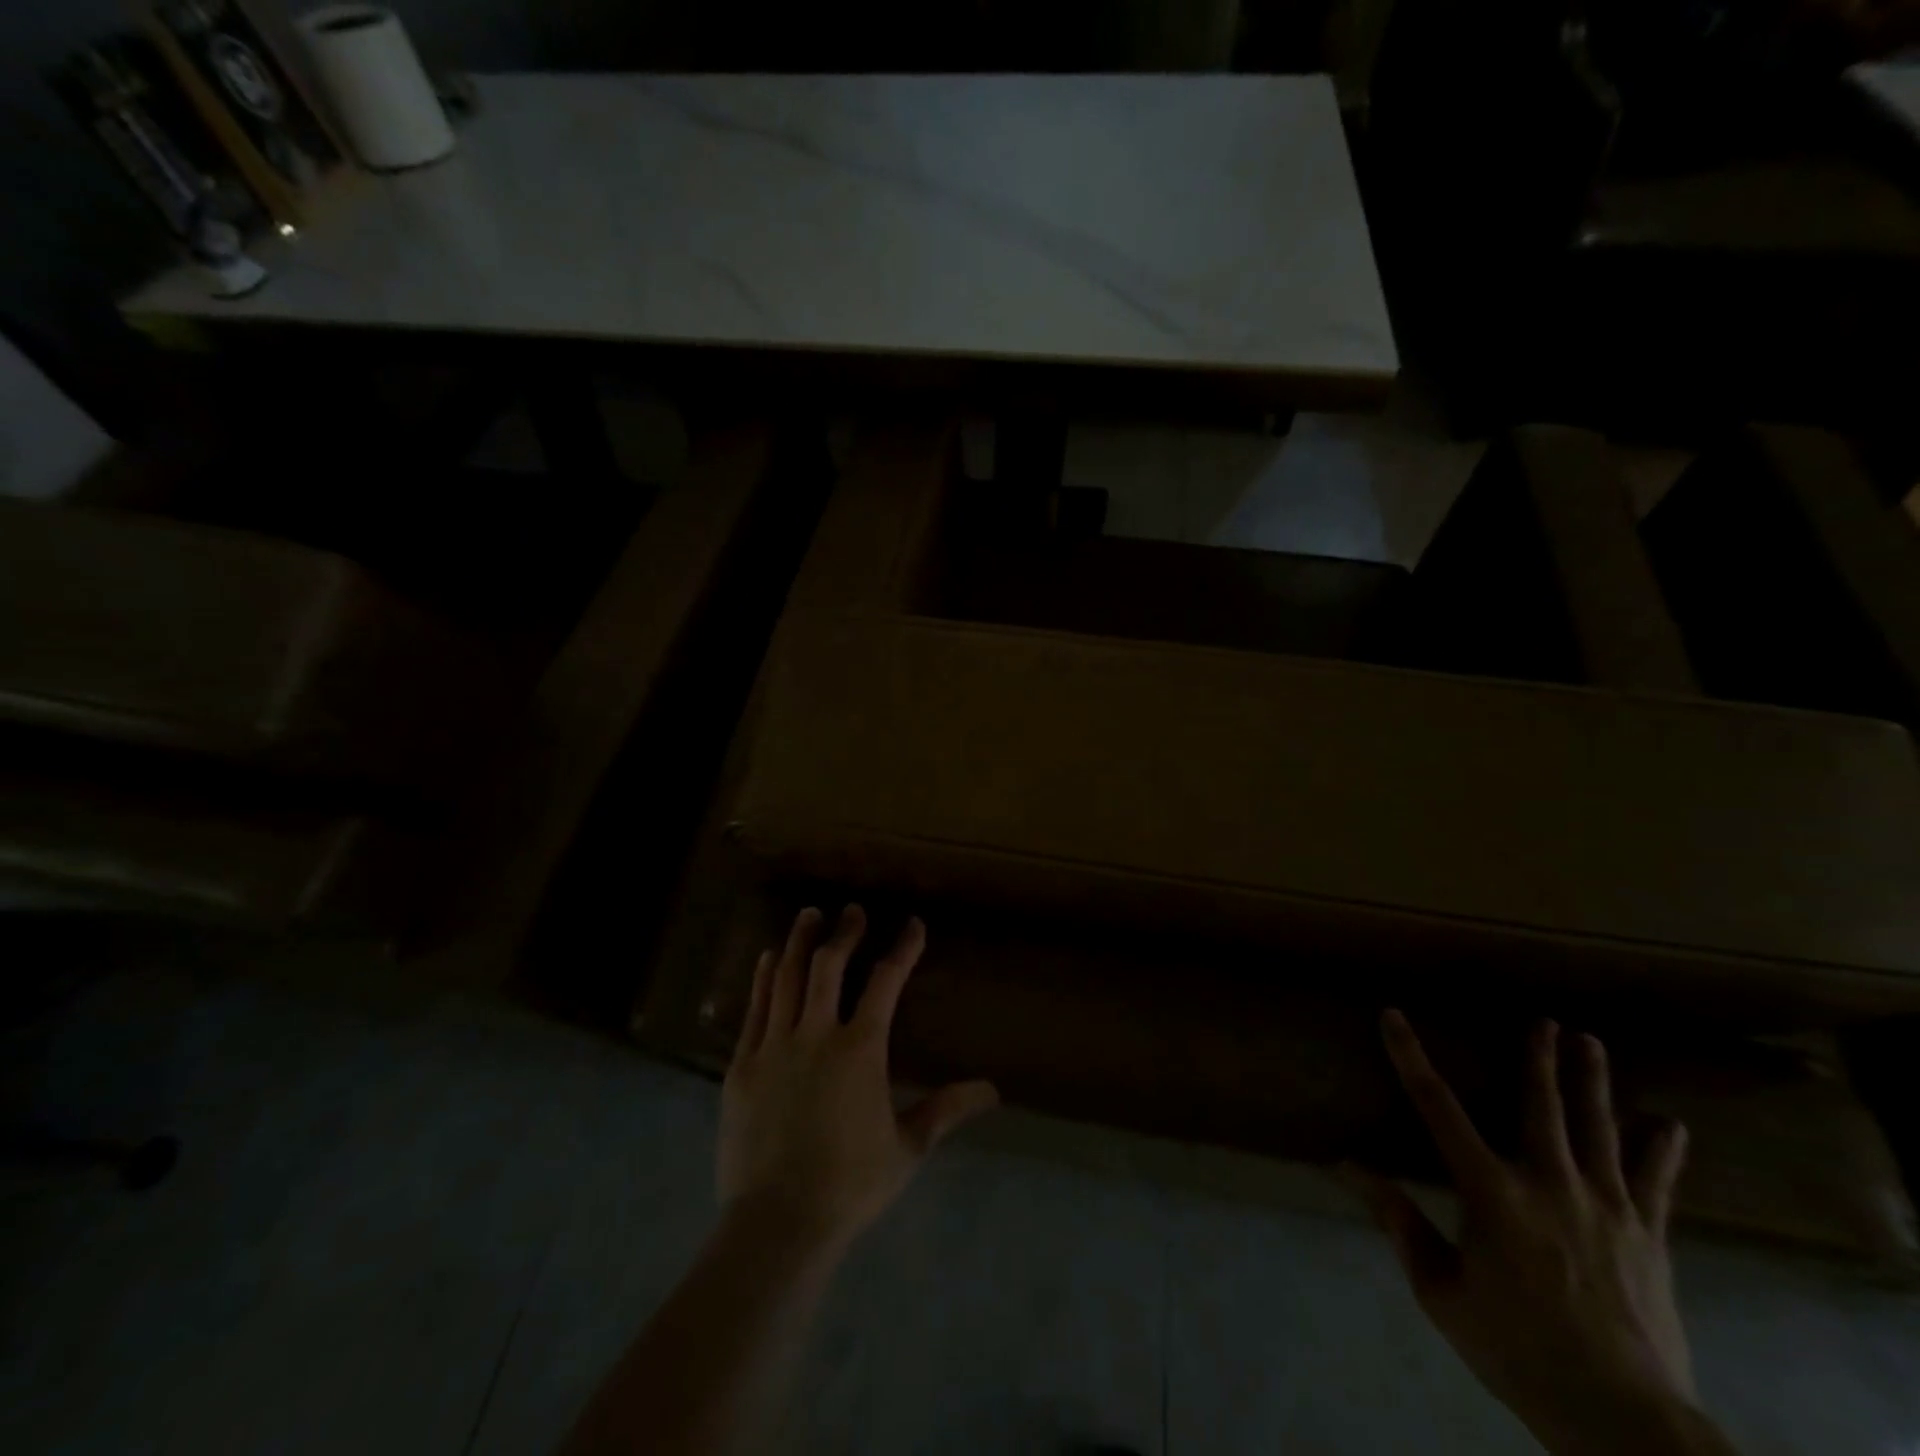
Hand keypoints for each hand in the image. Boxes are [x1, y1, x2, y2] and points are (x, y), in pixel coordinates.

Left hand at [718, 905, 998, 1258]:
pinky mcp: (743, 1064)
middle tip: (852, 911)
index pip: (886, 981)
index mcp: (860, 1049)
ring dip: (801, 942)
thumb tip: (992, 1091)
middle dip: (845, 932)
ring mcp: (775, 1046)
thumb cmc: (849, 1185)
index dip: (903, 948)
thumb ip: (946, 1110)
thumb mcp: (907, 1148)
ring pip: (788, 977)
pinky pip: (755, 1008)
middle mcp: (816, 1034)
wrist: (777, 1222)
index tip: (913, 925)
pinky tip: (770, 958)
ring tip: (809, 915)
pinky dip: (764, 978)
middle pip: (830, 965)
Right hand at [1345, 1013, 1721, 1455]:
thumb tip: (1348, 1164)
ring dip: (1593, 1082)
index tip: (1392, 1015)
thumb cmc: (1517, 1349)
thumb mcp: (1441, 1290)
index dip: (1409, 1056)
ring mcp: (1606, 1207)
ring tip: (1591, 1042)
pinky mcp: (1648, 1236)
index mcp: (1491, 1191)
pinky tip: (1669, 1124)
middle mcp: (1548, 1182)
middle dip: (1538, 1058)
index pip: (1437, 1106)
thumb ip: (1398, 1221)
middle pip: (1540, 1105)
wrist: (1624, 1422)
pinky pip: (1654, 1183)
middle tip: (1544, 1019)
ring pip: (1598, 1129)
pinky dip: (1660, 1150)